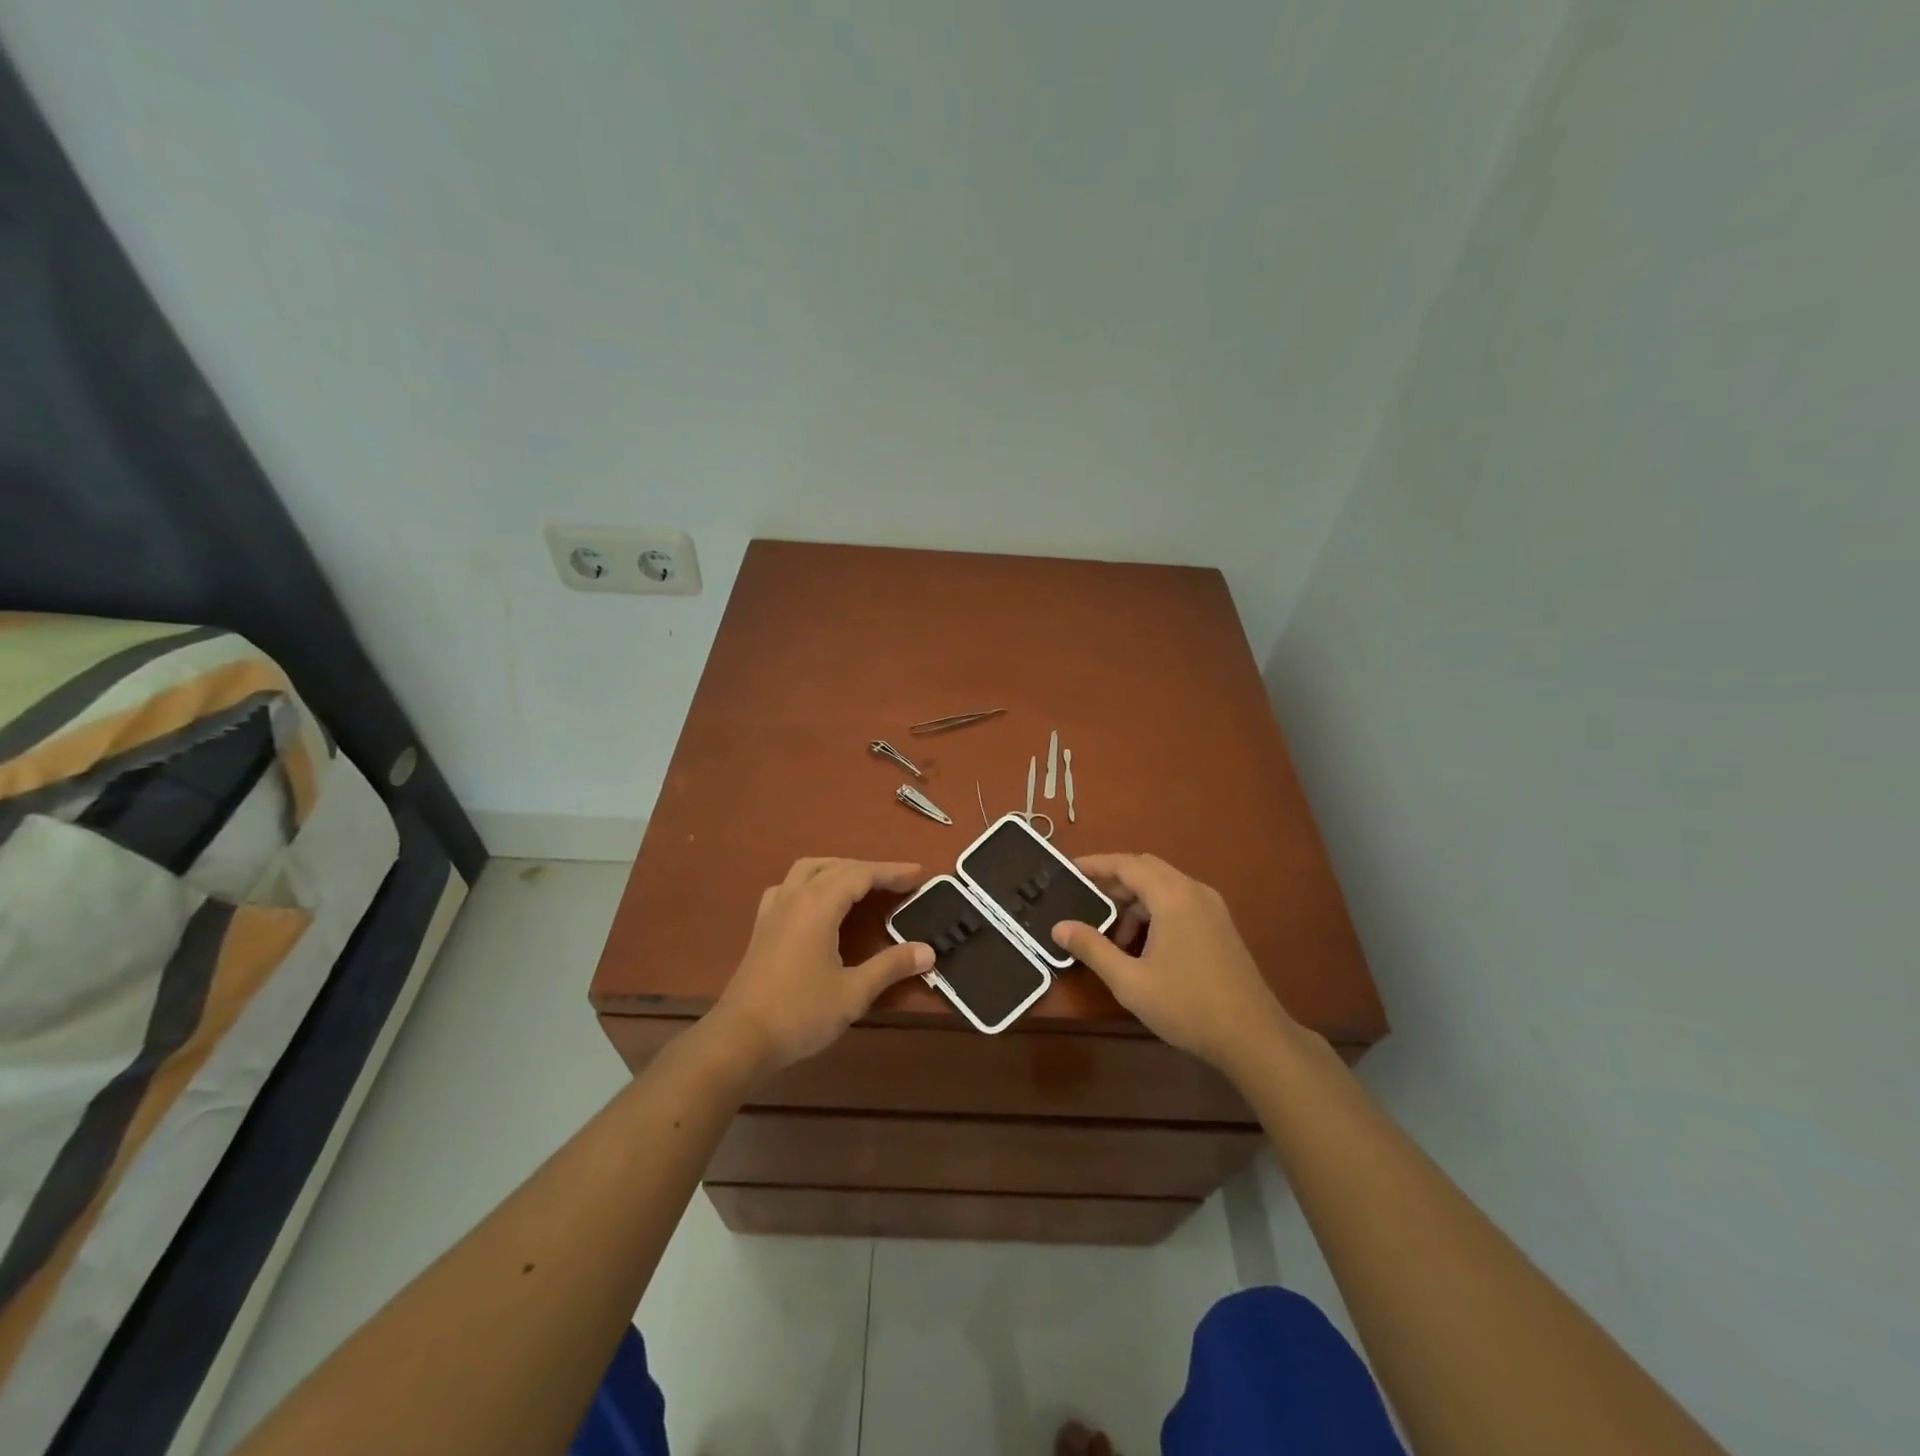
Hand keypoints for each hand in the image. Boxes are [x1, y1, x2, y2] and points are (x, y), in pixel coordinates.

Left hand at [708, 857, 932, 1080]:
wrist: (740, 1038)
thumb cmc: (800, 1013)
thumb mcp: (853, 992)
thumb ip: (891, 966)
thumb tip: (928, 951)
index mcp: (818, 906)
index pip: (861, 874)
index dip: (891, 872)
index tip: (919, 874)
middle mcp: (794, 897)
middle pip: (836, 866)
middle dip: (870, 869)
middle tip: (899, 880)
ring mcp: (773, 910)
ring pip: (808, 869)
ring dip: (838, 868)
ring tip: (861, 882)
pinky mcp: (761, 926)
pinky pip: (788, 886)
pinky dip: (811, 882)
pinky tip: (816, 900)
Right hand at [1051, 854, 1300, 1078]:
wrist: (1253, 1037)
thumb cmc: (1187, 1005)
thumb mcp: (1130, 981)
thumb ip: (1092, 948)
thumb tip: (1059, 927)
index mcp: (1172, 896)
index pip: (1127, 864)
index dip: (1095, 865)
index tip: (1068, 870)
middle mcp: (1194, 891)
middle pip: (1146, 869)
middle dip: (1113, 881)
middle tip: (1084, 899)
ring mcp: (1212, 908)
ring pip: (1164, 886)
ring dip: (1134, 902)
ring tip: (1111, 936)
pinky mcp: (1220, 926)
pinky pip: (1179, 902)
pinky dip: (1154, 912)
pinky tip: (1142, 946)